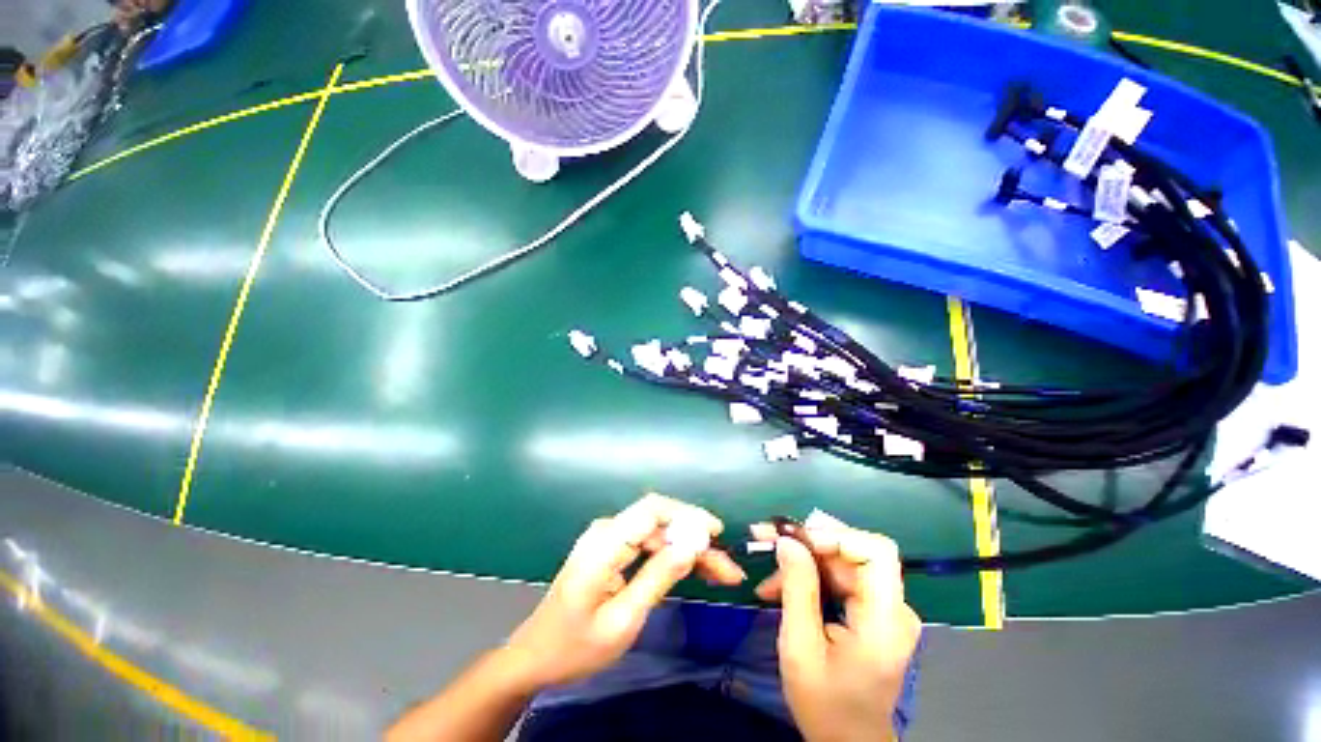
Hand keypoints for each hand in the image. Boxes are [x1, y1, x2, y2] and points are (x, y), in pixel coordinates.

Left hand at [502, 494, 745, 690]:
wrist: (535, 656)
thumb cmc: (575, 646)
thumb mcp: (622, 620)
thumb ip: (658, 578)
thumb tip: (693, 545)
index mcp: (605, 543)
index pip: (653, 509)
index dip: (688, 515)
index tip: (718, 533)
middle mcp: (607, 530)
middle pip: (660, 522)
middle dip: (696, 540)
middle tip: (728, 568)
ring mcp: (609, 538)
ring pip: (658, 533)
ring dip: (689, 550)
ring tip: (720, 573)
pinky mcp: (612, 549)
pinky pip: (648, 544)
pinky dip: (672, 556)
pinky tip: (693, 570)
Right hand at [753, 513, 921, 741]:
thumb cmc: (825, 705)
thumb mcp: (801, 648)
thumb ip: (798, 590)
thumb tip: (787, 541)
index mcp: (885, 620)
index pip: (875, 552)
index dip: (835, 536)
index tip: (795, 540)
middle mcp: (892, 606)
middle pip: (854, 551)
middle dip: (807, 542)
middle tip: (766, 538)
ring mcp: (883, 608)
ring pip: (841, 561)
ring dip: (802, 559)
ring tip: (767, 568)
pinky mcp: (871, 611)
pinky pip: (838, 577)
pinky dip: (808, 575)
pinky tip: (779, 585)